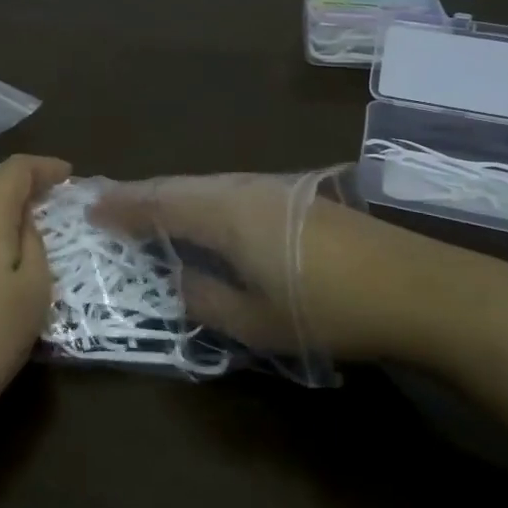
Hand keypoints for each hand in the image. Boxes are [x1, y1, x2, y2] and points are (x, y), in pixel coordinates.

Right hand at [92, 170, 425, 361]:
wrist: (416, 286)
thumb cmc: (327, 309)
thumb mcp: (255, 321)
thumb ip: (204, 298)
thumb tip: (177, 279)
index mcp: (224, 213)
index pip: (158, 202)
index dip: (122, 206)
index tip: (91, 209)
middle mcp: (242, 188)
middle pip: (180, 186)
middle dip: (143, 197)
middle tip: (112, 208)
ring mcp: (272, 188)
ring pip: (206, 186)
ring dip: (174, 197)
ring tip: (151, 213)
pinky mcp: (296, 197)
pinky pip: (230, 192)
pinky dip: (203, 202)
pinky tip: (206, 220)